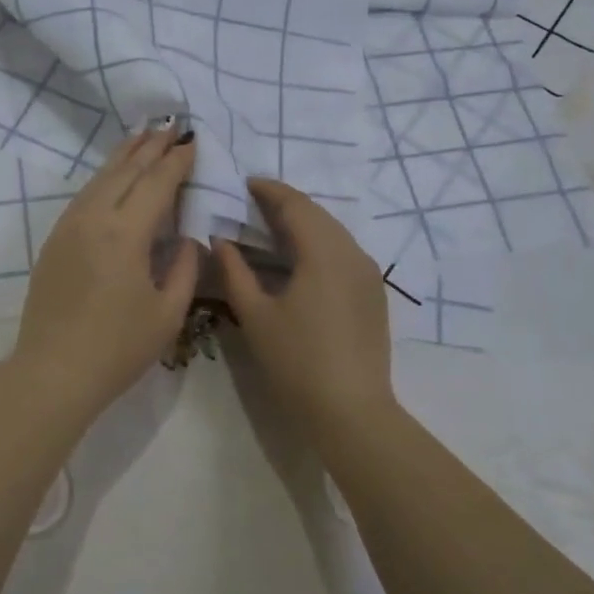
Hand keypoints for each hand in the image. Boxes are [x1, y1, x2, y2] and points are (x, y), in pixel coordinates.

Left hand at [7, 127, 200, 417]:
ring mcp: (68, 227)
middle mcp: (93, 218)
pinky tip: (112, 176)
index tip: (195, 141)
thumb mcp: (167, 312)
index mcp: (125, 233)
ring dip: (124, 155)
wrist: (53, 371)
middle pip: (126, 170)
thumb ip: (183, 267)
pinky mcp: (54, 240)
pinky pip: (83, 196)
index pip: (157, 183)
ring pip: (99, 178)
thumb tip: (187, 236)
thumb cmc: (118, 348)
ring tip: (143, 136)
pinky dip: (104, 177)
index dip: (178, 161)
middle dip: (151, 146)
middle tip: (172, 124)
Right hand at [214, 178, 397, 429]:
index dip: (268, 190)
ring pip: (333, 233)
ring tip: (271, 228)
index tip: (244, 183)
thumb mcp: (255, 315)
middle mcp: (352, 253)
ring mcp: (368, 274)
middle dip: (285, 204)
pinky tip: (298, 260)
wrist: (351, 410)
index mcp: (323, 252)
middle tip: (252, 204)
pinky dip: (318, 244)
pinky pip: (343, 252)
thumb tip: (220, 239)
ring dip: (303, 224)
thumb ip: (234, 271)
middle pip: (317, 214)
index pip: (295, 205)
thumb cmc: (296, 361)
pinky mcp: (374, 294)